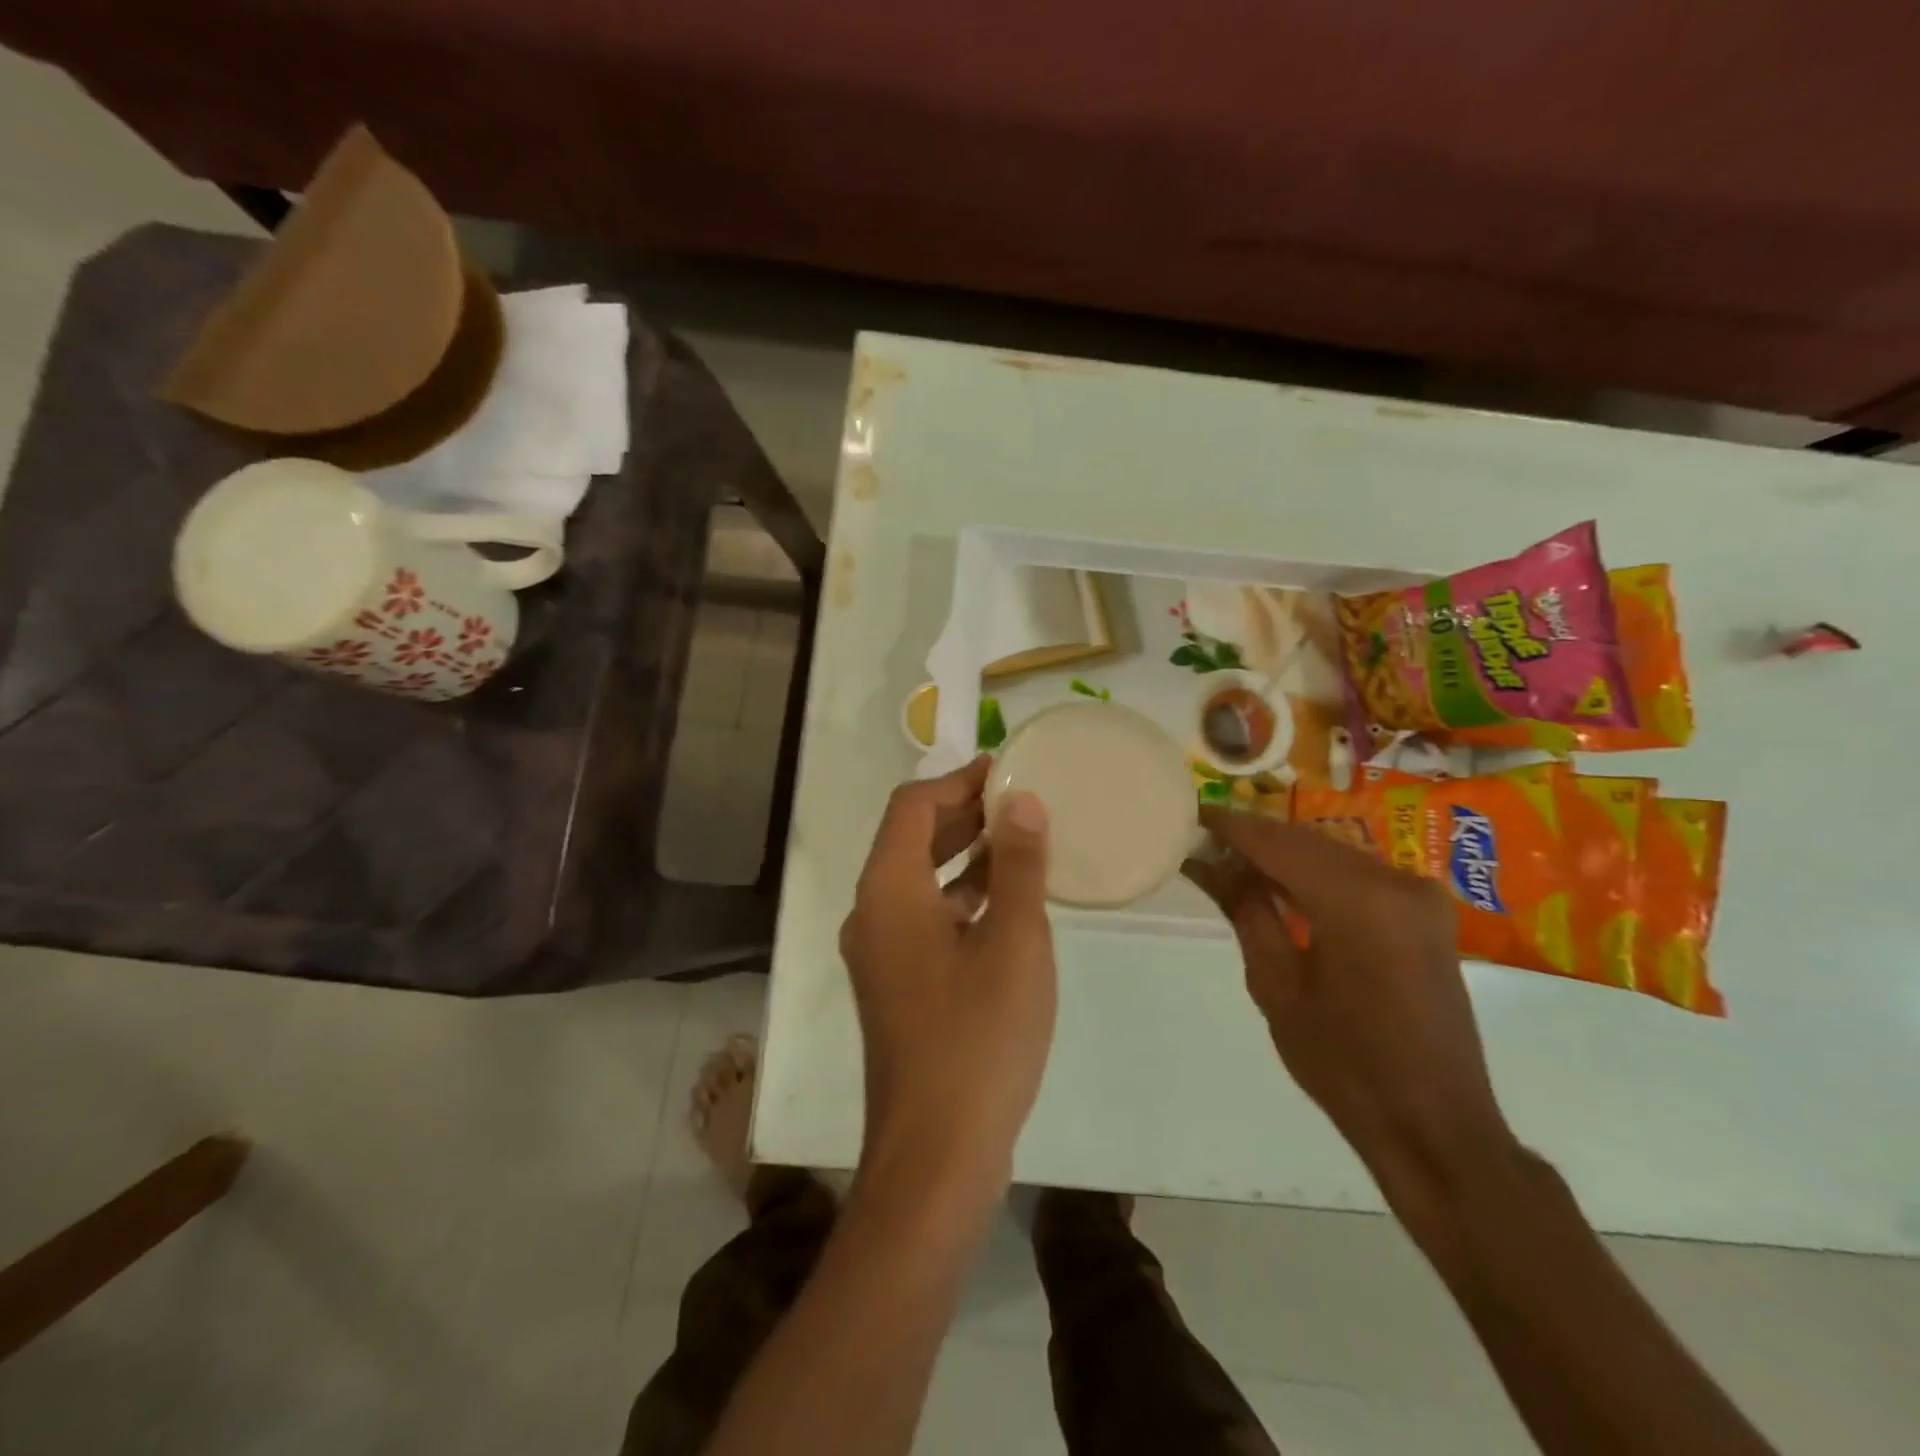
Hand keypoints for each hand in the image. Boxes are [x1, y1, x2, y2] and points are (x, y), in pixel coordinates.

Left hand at [840, 757, 1056, 1200]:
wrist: (935, 1154)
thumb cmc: (977, 1039)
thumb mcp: (1013, 943)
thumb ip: (1018, 866)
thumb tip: (1022, 803)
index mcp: (887, 891)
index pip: (911, 807)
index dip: (955, 780)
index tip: (1003, 769)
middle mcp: (871, 914)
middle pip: (910, 839)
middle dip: (962, 813)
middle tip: (1019, 799)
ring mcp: (880, 953)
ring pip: (919, 880)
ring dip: (963, 854)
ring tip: (1020, 839)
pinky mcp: (897, 985)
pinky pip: (925, 917)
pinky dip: (960, 896)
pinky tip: (1006, 901)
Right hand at [1185, 806, 1515, 1198]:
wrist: (1436, 1126)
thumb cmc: (1344, 1065)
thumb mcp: (1277, 986)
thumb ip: (1246, 911)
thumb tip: (1209, 861)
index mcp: (1358, 901)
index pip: (1276, 842)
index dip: (1229, 826)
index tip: (1188, 814)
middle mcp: (1395, 881)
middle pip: (1305, 841)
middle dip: (1252, 839)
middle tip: (1201, 842)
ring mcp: (1418, 894)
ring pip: (1330, 853)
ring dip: (1282, 855)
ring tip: (1229, 863)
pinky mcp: (1425, 912)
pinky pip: (1356, 874)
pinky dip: (1314, 874)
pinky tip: (1278, 884)